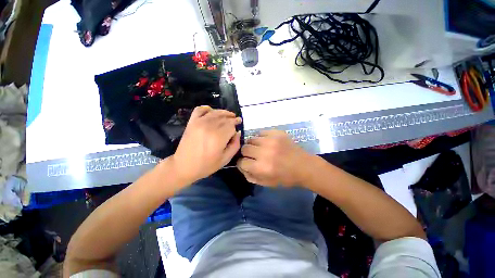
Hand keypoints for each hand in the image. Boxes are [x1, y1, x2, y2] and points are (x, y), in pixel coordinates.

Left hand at [171, 106, 241, 183]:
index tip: (238, 129)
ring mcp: (199, 122)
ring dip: (224, 113)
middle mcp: (210, 127)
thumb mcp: (225, 159)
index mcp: (218, 137)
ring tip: (229, 115)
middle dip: (232, 119)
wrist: (183, 166)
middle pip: (225, 118)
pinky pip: (200, 109)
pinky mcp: (192, 122)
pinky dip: (207, 108)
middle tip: (236, 120)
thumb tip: (238, 133)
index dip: (236, 127)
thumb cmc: (206, 165)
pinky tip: (212, 112)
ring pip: (216, 112)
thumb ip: (235, 145)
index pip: (231, 126)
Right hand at [236, 130, 312, 186]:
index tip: (247, 163)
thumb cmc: (285, 177)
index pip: (241, 162)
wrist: (304, 166)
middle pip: (244, 148)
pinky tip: (266, 142)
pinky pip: (260, 132)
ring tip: (260, 148)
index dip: (243, 163)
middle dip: (246, 154)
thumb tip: (241, 166)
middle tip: (254, 156)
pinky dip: (261, 138)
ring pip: (251, 139)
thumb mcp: (266, 183)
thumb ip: (250, 176)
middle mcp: (264, 153)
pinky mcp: (277, 133)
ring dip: (253, 145)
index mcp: (262, 168)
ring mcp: (271, 141)